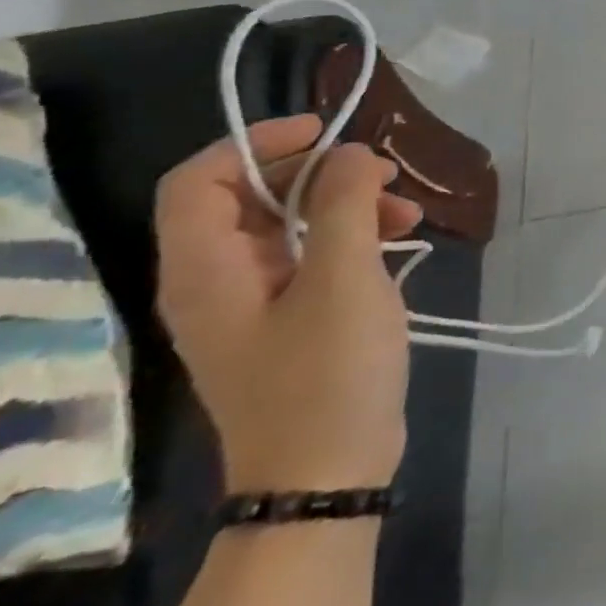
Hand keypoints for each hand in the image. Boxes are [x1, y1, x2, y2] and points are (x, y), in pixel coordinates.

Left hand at [155, 115, 423, 492]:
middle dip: (318, 174)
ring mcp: (250, 306)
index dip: (257, 143)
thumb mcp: (344, 279)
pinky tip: (400, 241)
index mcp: (205, 272)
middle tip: (382, 173)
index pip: (198, 181)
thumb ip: (343, 205)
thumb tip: (350, 152)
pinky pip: (307, 258)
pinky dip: (351, 237)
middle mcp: (213, 283)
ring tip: (408, 210)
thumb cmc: (328, 372)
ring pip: (285, 227)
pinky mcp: (285, 322)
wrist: (327, 473)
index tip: (328, 133)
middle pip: (245, 199)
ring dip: (344, 205)